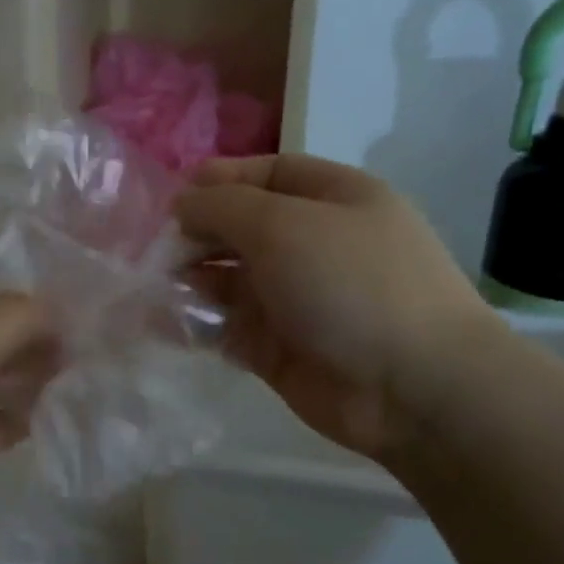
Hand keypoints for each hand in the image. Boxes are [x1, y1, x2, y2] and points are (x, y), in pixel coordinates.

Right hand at [175, 155, 500, 459]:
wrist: (412, 388)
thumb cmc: (351, 284)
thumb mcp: (283, 225)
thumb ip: (223, 207)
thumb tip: (183, 204)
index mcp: (332, 199)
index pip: (267, 175)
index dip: (218, 181)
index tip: (171, 200)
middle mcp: (313, 244)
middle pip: (241, 228)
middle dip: (196, 234)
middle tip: (153, 251)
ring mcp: (296, 299)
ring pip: (228, 280)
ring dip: (189, 280)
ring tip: (151, 287)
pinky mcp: (277, 348)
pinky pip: (225, 327)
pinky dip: (194, 324)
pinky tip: (162, 323)